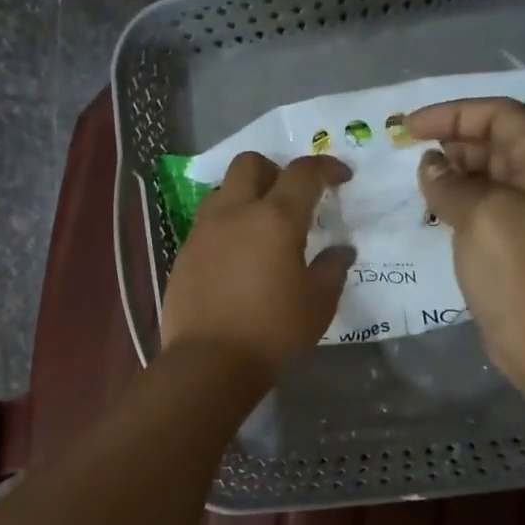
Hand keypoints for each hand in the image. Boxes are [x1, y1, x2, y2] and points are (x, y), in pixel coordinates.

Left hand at [160, 152, 353, 377]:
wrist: (209, 361)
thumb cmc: (273, 331)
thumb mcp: (318, 303)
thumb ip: (332, 268)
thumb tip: (341, 250)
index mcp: (275, 218)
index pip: (303, 173)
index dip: (326, 168)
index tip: (341, 178)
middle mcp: (235, 212)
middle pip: (251, 163)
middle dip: (275, 169)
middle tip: (292, 197)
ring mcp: (203, 231)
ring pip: (223, 190)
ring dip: (245, 195)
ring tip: (260, 226)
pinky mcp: (183, 253)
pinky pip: (207, 222)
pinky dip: (226, 225)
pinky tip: (236, 256)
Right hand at [408, 98, 524, 402]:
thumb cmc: (518, 270)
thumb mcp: (480, 215)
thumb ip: (449, 183)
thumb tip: (430, 166)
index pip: (501, 116)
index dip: (454, 113)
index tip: (410, 126)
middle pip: (500, 139)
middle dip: (455, 138)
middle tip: (413, 150)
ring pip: (493, 170)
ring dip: (457, 168)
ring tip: (420, 178)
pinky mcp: (521, 236)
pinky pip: (489, 200)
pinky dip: (462, 196)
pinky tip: (435, 205)